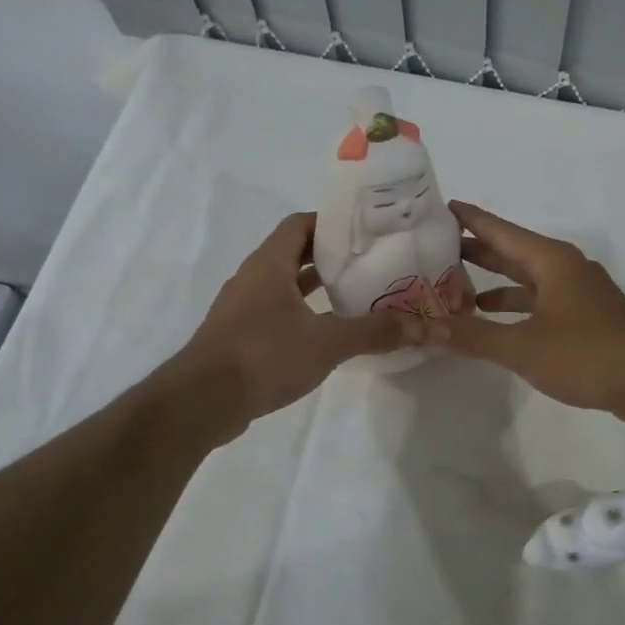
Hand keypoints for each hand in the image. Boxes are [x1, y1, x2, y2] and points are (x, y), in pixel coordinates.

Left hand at [176, 213, 420, 432]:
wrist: (202, 401)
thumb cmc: (264, 355)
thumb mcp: (327, 342)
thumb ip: (373, 332)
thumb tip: (422, 328)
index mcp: (269, 264)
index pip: (299, 224)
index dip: (330, 223)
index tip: (362, 232)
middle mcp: (252, 278)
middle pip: (293, 253)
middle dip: (329, 256)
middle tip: (367, 262)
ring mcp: (241, 308)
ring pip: (283, 284)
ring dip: (314, 286)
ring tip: (353, 293)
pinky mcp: (238, 336)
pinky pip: (275, 311)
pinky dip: (300, 312)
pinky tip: (325, 331)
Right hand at [439, 201, 624, 414]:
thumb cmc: (585, 354)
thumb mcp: (522, 346)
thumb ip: (474, 336)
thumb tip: (427, 329)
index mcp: (551, 260)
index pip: (500, 230)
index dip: (469, 219)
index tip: (439, 207)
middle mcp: (565, 267)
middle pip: (512, 251)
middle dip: (476, 250)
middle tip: (435, 247)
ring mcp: (579, 290)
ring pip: (527, 277)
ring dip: (495, 281)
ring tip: (456, 287)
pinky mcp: (586, 314)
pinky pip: (541, 298)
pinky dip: (516, 304)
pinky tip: (495, 319)